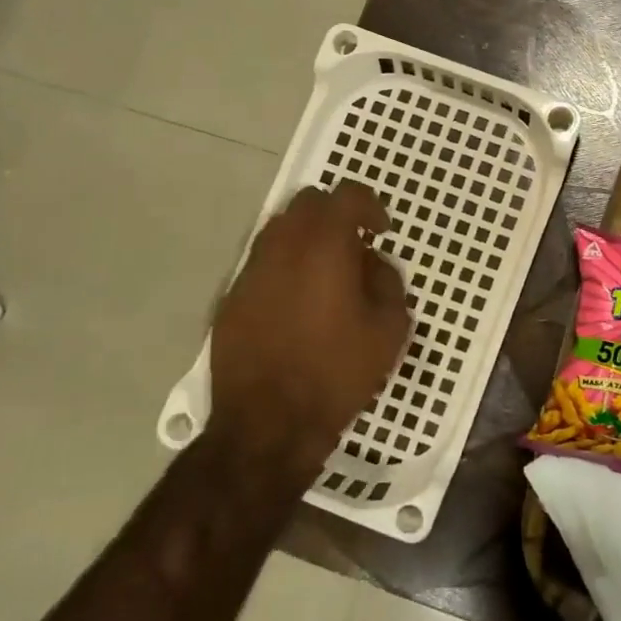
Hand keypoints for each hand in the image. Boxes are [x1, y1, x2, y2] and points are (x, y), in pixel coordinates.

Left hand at [208, 183, 409, 466]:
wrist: (268, 425)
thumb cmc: (337, 373)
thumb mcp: (390, 330)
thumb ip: (388, 282)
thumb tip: (372, 264)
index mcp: (324, 247)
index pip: (346, 195)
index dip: (369, 205)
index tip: (380, 232)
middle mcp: (282, 247)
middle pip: (307, 203)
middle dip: (335, 215)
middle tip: (354, 247)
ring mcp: (251, 271)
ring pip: (279, 230)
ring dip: (307, 239)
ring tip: (326, 276)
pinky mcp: (231, 298)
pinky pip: (262, 264)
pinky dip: (284, 268)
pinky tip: (297, 305)